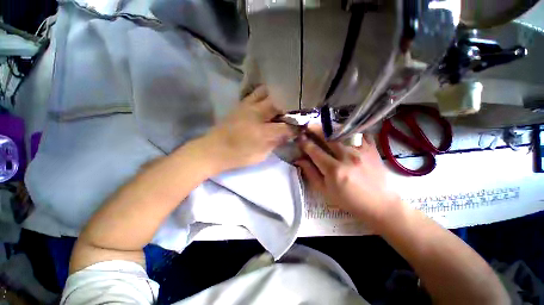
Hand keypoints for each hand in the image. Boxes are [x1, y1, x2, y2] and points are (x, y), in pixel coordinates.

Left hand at [201, 86, 293, 171]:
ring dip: (277, 96)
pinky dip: (265, 95)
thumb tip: (288, 135)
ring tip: (282, 103)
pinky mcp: (240, 104)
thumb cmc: (238, 156)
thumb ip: (276, 143)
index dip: (296, 127)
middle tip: (295, 112)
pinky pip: (255, 93)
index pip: (286, 126)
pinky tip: (268, 101)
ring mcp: (247, 106)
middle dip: (290, 107)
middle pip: (279, 103)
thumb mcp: (260, 155)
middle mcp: (256, 114)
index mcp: (262, 132)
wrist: (213, 150)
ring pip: (267, 92)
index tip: (303, 126)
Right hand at [296, 128, 401, 225]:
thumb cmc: (348, 200)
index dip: (305, 143)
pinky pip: (360, 133)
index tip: (299, 138)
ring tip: (323, 127)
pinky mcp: (372, 149)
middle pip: (328, 137)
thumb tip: (299, 159)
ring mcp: (362, 151)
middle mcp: (348, 157)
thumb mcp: (324, 190)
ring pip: (343, 132)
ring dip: (330, 128)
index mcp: (334, 170)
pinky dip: (350, 131)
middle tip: (308, 126)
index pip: (315, 151)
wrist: (379, 204)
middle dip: (315, 129)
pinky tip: (344, 133)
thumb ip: (310, 173)